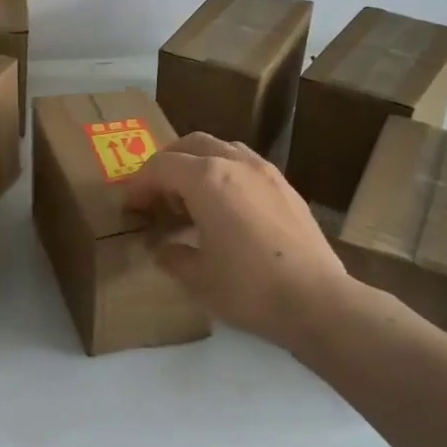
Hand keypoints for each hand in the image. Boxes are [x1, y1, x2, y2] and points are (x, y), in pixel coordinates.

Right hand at [123, 132, 355, 348]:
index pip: (161, 167)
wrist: (317, 301)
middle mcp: (236, 163)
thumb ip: (172, 256)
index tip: (130, 207)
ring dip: (197, 163)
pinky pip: (245, 164)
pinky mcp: (286, 187)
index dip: (139, 184)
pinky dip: (224, 173)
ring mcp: (266, 172)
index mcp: (208, 179)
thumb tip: (162, 248)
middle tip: (155, 194)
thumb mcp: (197, 277)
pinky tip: (224, 206)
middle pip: (191, 144)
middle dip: (166, 164)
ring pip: (221, 148)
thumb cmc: (249, 288)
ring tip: (189, 197)